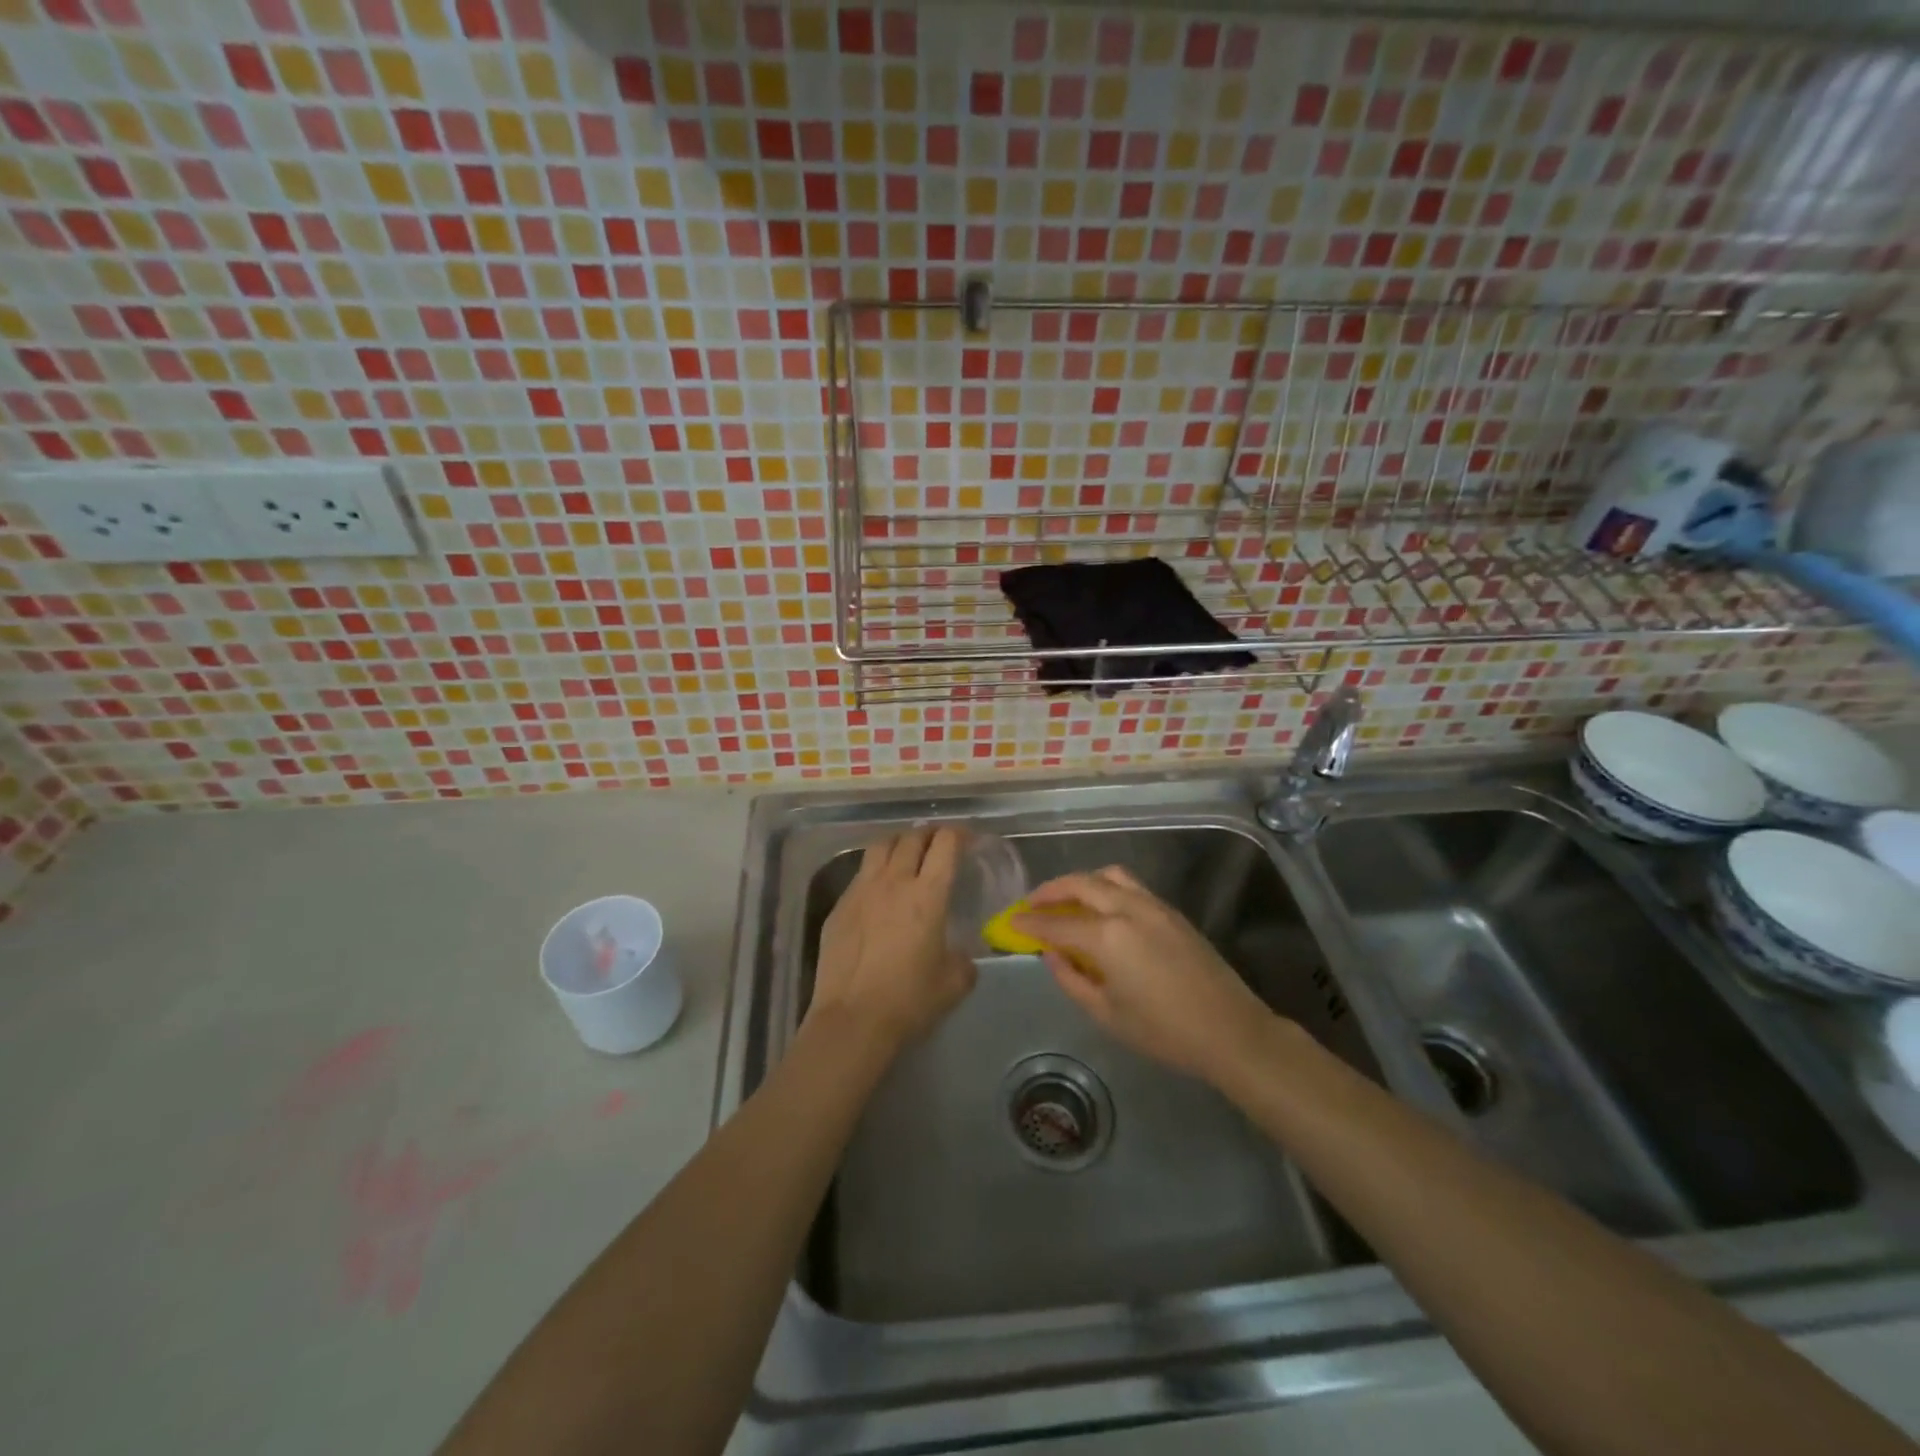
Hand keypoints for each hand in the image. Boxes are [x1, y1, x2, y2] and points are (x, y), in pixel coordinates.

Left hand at [809, 827, 977, 1051]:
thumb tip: (961, 955)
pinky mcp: (839, 906)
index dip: (958, 834)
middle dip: (929, 834)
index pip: (945, 844)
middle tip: (938, 843)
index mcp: (928, 894)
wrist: (853, 1019)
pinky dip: (875, 870)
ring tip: (906, 853)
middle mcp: (894, 881)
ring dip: (899, 843)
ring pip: (880, 846)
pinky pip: (860, 874)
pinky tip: (878, 890)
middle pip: (912, 837)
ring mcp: (861, 890)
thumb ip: (964, 960)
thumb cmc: (909, 1000)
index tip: (966, 839)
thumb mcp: (954, 983)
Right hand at [1013, 866, 1280, 1083]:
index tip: (1011, 921)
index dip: (1030, 922)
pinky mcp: (1172, 911)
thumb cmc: (1164, 1032)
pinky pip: (1131, 886)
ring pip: (1108, 876)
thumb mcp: (1107, 1014)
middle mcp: (1127, 909)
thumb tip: (1051, 954)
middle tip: (1032, 904)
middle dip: (1051, 891)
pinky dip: (1106, 887)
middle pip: (1080, 885)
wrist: (1231, 1031)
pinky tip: (1102, 909)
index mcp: (1107, 937)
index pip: (1056, 924)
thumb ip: (1071, 979)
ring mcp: (1153, 905)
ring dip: (1081, 882)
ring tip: (1067, 900)